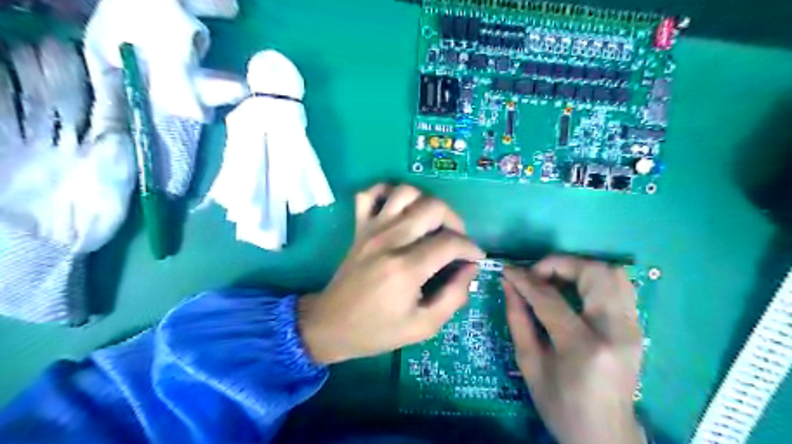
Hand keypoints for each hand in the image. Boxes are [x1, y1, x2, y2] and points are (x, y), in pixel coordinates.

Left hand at [297, 183, 481, 363]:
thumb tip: (470, 269)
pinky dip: (388, 192)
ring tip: (432, 224)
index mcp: (406, 268)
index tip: (475, 258)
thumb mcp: (423, 326)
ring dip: (426, 202)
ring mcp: (371, 229)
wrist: (330, 325)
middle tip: (456, 241)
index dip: (471, 248)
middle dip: (455, 221)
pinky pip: (370, 194)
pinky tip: (400, 209)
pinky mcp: (359, 227)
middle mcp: (390, 240)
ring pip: (406, 192)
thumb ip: (454, 296)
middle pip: (433, 207)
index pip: (450, 242)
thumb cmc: (377, 330)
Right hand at [504, 256, 645, 443]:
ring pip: (613, 273)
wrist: (605, 435)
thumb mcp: (529, 364)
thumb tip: (508, 284)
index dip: (525, 279)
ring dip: (579, 267)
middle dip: (558, 264)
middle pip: (593, 274)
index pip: (550, 298)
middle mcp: (615, 331)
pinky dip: (595, 278)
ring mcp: (633, 328)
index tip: (508, 270)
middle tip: (536, 274)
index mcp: (583, 347)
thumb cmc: (560, 405)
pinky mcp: (637, 328)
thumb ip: (517, 319)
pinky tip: (576, 288)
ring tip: (555, 278)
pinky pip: (621, 286)